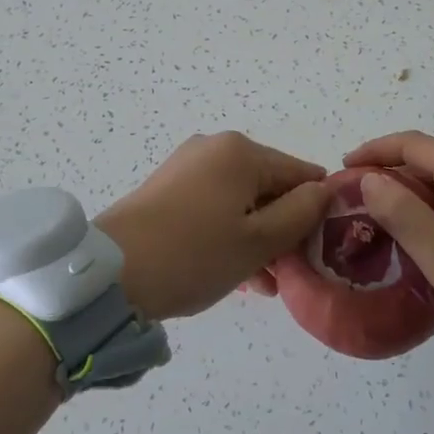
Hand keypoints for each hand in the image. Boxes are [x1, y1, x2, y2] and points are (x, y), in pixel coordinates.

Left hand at [95, 132, 333, 320]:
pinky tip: (236, 272)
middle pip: (269, 187)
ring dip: (258, 238)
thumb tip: (325, 190)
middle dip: (283, 228)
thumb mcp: (259, 241)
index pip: (301, 173)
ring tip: (263, 284)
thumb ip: (301, 213)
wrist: (109, 275)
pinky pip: (214, 207)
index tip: (317, 249)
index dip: (316, 210)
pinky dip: (229, 234)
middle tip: (288, 273)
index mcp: (242, 152)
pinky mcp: (167, 189)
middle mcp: (215, 148)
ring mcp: (187, 167)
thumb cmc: (194, 254)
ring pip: (241, 201)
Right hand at [343, 131, 433, 340]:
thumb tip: (369, 180)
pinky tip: (410, 228)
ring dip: (405, 188)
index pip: (412, 144)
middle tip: (354, 194)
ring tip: (374, 212)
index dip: (375, 150)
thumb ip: (400, 212)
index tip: (343, 167)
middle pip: (425, 158)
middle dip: (387, 169)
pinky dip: (424, 204)